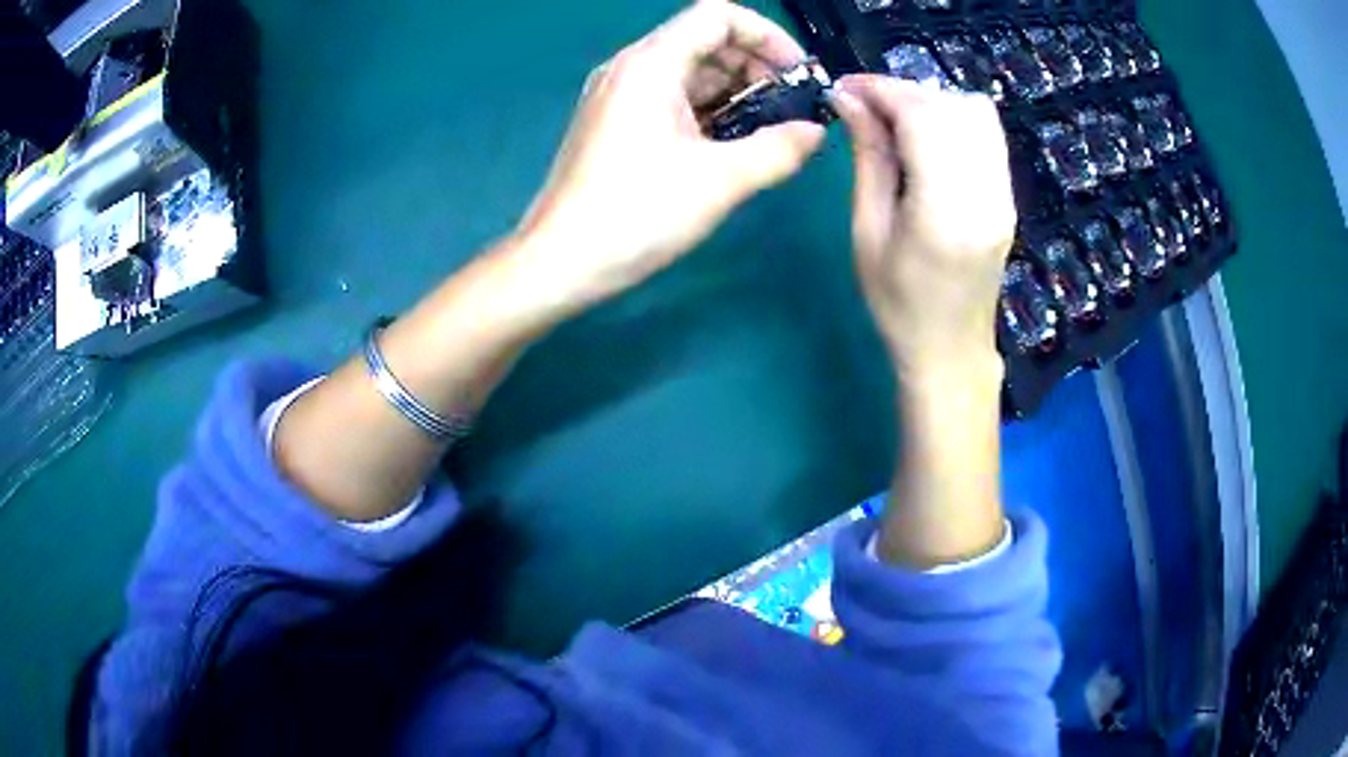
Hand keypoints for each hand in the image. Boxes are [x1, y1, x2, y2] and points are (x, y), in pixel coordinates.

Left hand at [518, 0, 825, 304]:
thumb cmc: (636, 214)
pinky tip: (729, 146)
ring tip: (768, 132)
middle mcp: (630, 68)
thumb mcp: (720, 180)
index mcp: (651, 64)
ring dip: (735, 93)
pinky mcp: (613, 124)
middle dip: (756, 68)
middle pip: (705, 41)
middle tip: (790, 111)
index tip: (798, 75)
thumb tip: (814, 132)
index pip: (718, 15)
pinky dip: (706, 111)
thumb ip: (779, 149)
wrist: (558, 262)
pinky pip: (669, 99)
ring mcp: (617, 96)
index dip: (767, 35)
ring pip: (688, 73)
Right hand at [830, 75, 1014, 377]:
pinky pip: (987, 133)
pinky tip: (926, 134)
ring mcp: (1005, 193)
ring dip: (930, 101)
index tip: (845, 88)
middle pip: (950, 107)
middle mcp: (986, 193)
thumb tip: (848, 99)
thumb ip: (868, 158)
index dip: (882, 90)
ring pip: (975, 112)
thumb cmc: (898, 303)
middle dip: (902, 92)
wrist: (951, 349)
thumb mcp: (868, 231)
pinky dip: (953, 117)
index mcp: (944, 211)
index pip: (923, 118)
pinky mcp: (1009, 194)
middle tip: (863, 104)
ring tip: (894, 118)